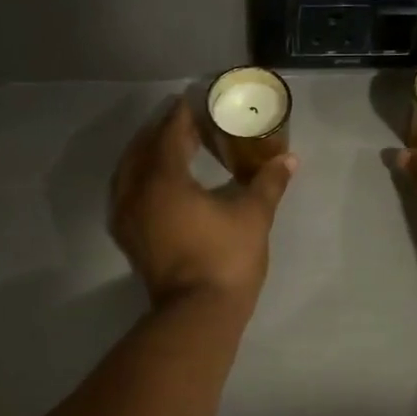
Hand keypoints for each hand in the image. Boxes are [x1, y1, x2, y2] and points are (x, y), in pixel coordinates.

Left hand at [111, 99, 295, 307]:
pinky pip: (126, 193)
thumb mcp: (253, 216)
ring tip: (171, 147)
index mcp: (164, 179)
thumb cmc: (226, 259)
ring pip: (129, 171)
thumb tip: (289, 159)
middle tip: (186, 121)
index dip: (183, 115)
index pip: (170, 134)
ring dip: (147, 153)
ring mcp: (128, 217)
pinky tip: (157, 182)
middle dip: (163, 131)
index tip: (195, 100)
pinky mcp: (129, 237)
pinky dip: (140, 178)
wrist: (198, 314)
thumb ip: (268, 183)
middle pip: (144, 148)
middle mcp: (137, 192)